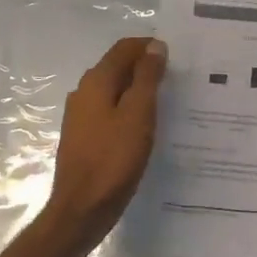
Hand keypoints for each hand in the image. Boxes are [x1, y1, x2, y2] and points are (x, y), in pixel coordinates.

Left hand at [48, 37, 167, 241]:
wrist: (81, 210)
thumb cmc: (113, 159)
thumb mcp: (138, 114)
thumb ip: (147, 77)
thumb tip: (155, 46)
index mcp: (96, 81)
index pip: (124, 48)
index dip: (149, 47)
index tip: (176, 57)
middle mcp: (83, 92)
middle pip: (117, 67)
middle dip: (145, 67)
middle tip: (176, 79)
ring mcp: (80, 116)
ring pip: (113, 90)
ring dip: (137, 90)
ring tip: (165, 102)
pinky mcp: (83, 137)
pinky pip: (109, 111)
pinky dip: (128, 109)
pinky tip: (144, 127)